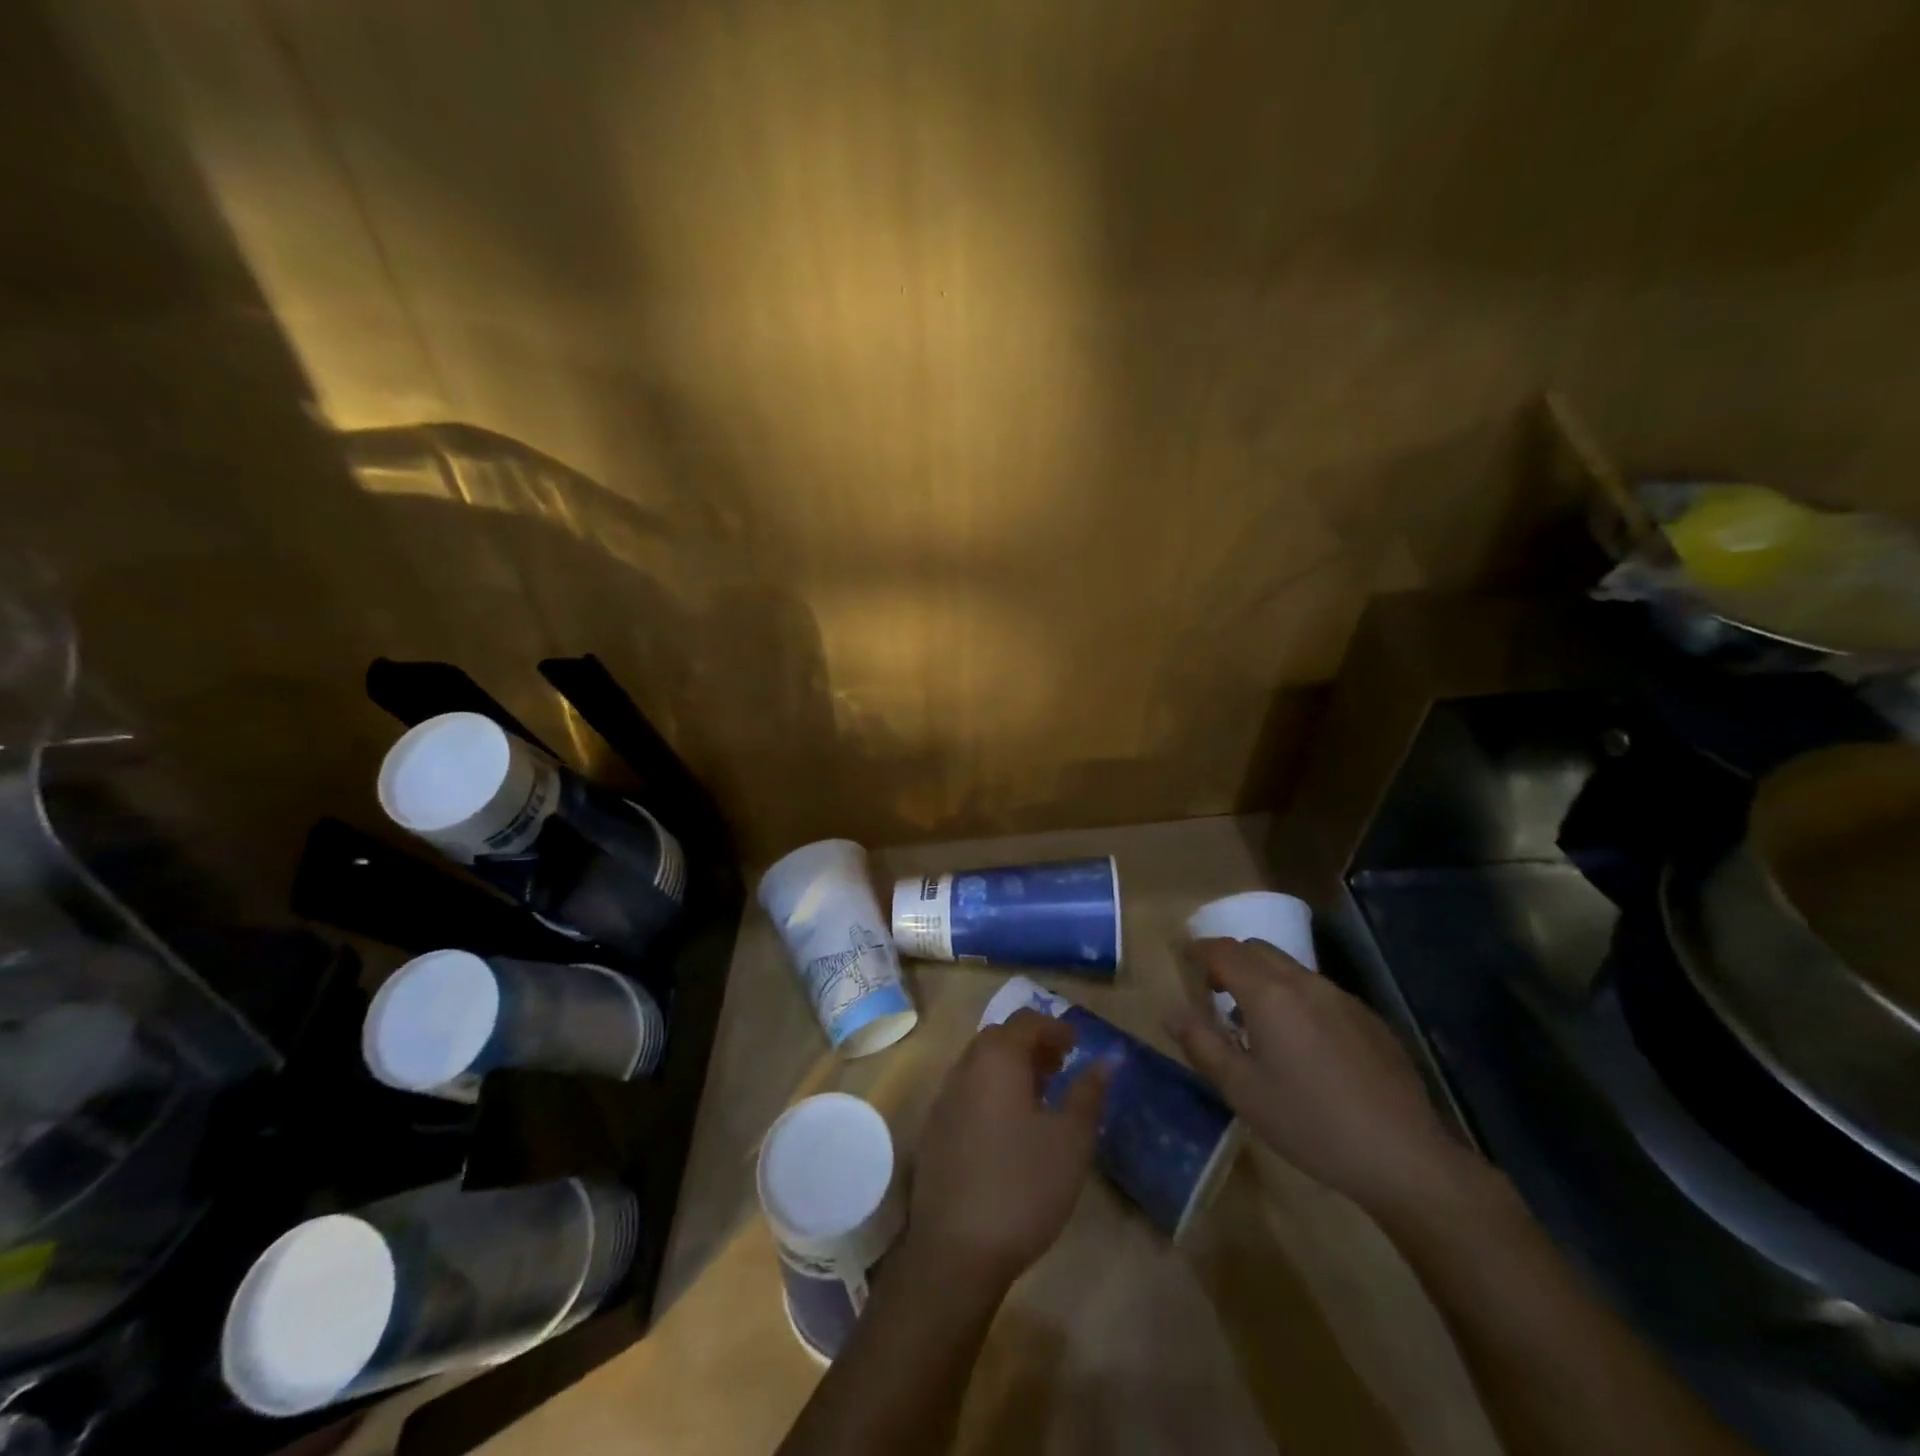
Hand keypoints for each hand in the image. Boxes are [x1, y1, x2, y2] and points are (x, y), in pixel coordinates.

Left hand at [904, 1010, 1107, 1288]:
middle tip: (1060, 1068)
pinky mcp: (934, 1129)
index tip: (1077, 1046)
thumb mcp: (1070, 1141)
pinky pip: (966, 1091)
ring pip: (980, 1065)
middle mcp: (965, 1067)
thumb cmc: (1023, 1186)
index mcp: (997, 1059)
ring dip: (1010, 1068)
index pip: (1026, 1021)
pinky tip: (1008, 1128)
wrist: (956, 1250)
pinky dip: (990, 1092)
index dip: (1054, 1027)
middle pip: (999, 1038)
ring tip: (1040, 1097)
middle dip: (1031, 1045)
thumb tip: (1107, 1059)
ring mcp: (943, 1098)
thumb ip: (1088, 1093)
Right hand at [1168, 938, 1478, 1219]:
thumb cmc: (1309, 1123)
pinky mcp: (1368, 1019)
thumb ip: (1201, 1043)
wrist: (1404, 1156)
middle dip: (1229, 960)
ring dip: (1263, 979)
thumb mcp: (1241, 1090)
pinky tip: (1302, 1046)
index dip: (1198, 950)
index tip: (1182, 959)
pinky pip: (1319, 992)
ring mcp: (1342, 998)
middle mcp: (1305, 982)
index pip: (1223, 951)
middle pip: (1257, 949)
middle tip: (1213, 992)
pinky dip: (1295, 998)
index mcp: (1268, 993)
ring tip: (1255, 1022)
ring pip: (1290, 968)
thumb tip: (1171, 1012)